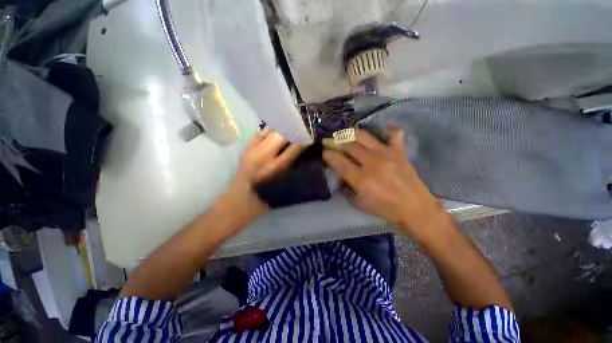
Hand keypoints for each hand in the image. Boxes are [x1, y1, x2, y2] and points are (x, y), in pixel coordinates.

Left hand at [216, 129, 303, 226]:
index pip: (293, 148)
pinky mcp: (246, 150)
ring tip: (288, 126)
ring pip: (269, 132)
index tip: (309, 136)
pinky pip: (259, 134)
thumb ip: (293, 167)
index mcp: (276, 168)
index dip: (303, 140)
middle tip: (299, 129)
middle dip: (292, 130)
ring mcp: (253, 151)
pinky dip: (268, 131)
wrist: (243, 199)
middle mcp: (265, 157)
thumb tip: (301, 152)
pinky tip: (274, 131)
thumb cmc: (268, 196)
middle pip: (280, 136)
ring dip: (280, 128)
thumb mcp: (284, 183)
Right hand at [323, 128, 442, 237]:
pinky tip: (379, 133)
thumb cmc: (384, 208)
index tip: (323, 152)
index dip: (327, 154)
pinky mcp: (399, 152)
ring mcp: (386, 154)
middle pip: (348, 145)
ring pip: (364, 136)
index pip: (338, 160)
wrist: (415, 208)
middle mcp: (371, 162)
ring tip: (344, 134)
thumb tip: (338, 174)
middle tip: (329, 141)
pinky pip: (393, 134)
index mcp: (361, 178)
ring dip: (350, 133)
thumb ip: (346, 187)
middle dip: (335, 141)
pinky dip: (386, 130)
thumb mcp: (359, 203)